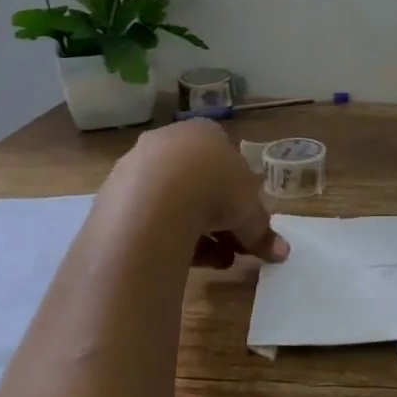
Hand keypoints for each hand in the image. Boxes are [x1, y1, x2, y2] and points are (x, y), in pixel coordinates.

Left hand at [109, 120, 289, 266]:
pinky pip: (148, 218)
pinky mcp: (114, 196)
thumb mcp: (250, 212)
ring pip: (173, 202)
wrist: (154, 200)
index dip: (240, 196)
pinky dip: (169, 238)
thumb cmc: (214, 189)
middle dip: (219, 218)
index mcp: (205, 133)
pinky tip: (184, 262)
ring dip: (197, 232)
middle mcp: (170, 142)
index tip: (246, 223)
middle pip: (199, 183)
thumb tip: (282, 252)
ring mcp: (137, 167)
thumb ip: (263, 231)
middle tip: (233, 246)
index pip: (227, 162)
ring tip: (216, 262)